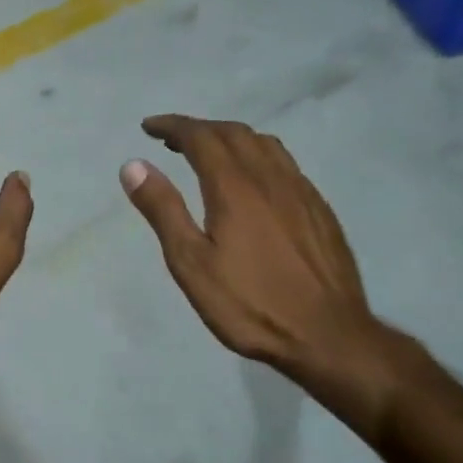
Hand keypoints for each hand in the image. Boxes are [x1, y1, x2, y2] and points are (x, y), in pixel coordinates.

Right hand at [120, 115, 383, 399]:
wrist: (328, 336)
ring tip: (210, 154)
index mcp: (235, 187)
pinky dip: (258, 156)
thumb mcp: (191, 263)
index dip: (173, 126)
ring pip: (265, 145)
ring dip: (231, 138)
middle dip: (199, 129)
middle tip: (172, 142)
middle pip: (234, 133)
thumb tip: (134, 165)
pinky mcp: (320, 210)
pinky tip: (253, 182)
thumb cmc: (249, 304)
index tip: (148, 127)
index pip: (201, 137)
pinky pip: (286, 165)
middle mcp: (271, 178)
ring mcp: (302, 192)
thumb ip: (163, 210)